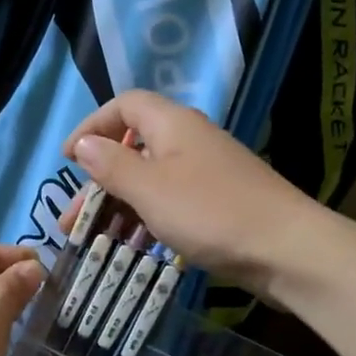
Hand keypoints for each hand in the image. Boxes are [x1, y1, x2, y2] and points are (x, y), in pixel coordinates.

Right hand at [62, 91, 319, 303]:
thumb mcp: (149, 189)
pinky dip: (146, 216)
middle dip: (98, 181)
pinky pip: (170, 199)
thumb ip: (111, 165)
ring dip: (118, 204)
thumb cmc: (211, 213)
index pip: (123, 106)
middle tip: (72, 219)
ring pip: (150, 178)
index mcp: (172, 124)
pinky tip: (135, 243)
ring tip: (94, 238)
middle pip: (133, 147)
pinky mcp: (219, 201)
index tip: (68, 160)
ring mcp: (207, 171)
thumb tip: (83, 144)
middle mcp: (189, 140)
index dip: (92, 126)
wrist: (288, 249)